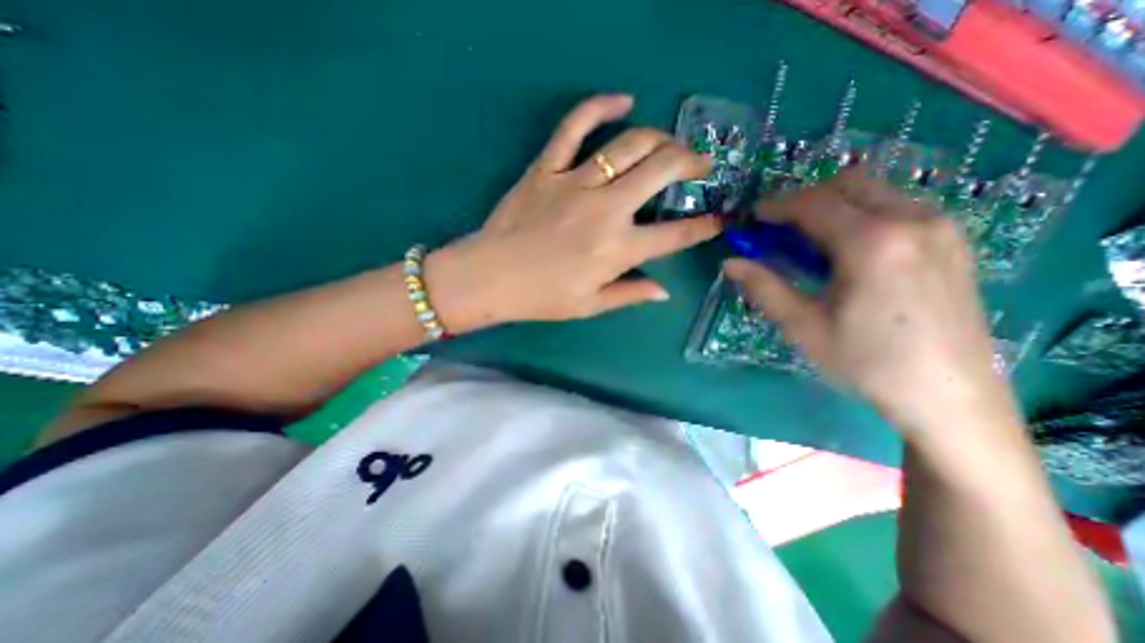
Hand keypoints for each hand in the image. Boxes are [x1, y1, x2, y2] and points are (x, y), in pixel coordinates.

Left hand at [425, 96, 717, 334]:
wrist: (489, 277)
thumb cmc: (541, 297)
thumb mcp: (590, 305)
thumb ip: (630, 294)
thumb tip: (663, 291)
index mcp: (618, 250)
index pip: (675, 236)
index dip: (703, 227)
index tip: (719, 220)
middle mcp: (606, 211)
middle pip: (662, 170)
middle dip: (691, 162)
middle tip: (700, 165)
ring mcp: (575, 183)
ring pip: (630, 144)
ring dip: (660, 139)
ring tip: (670, 145)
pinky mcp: (547, 168)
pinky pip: (575, 125)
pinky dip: (600, 106)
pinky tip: (622, 100)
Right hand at [723, 167, 1019, 436]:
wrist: (950, 395)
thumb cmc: (867, 362)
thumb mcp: (803, 326)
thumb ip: (764, 286)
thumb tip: (730, 262)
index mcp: (871, 243)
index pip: (813, 204)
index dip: (775, 207)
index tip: (752, 218)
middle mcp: (912, 220)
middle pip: (846, 183)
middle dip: (805, 199)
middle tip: (780, 228)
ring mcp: (940, 226)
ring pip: (875, 190)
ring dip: (834, 204)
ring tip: (810, 239)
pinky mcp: (953, 240)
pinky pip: (898, 205)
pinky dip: (862, 213)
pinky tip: (849, 249)